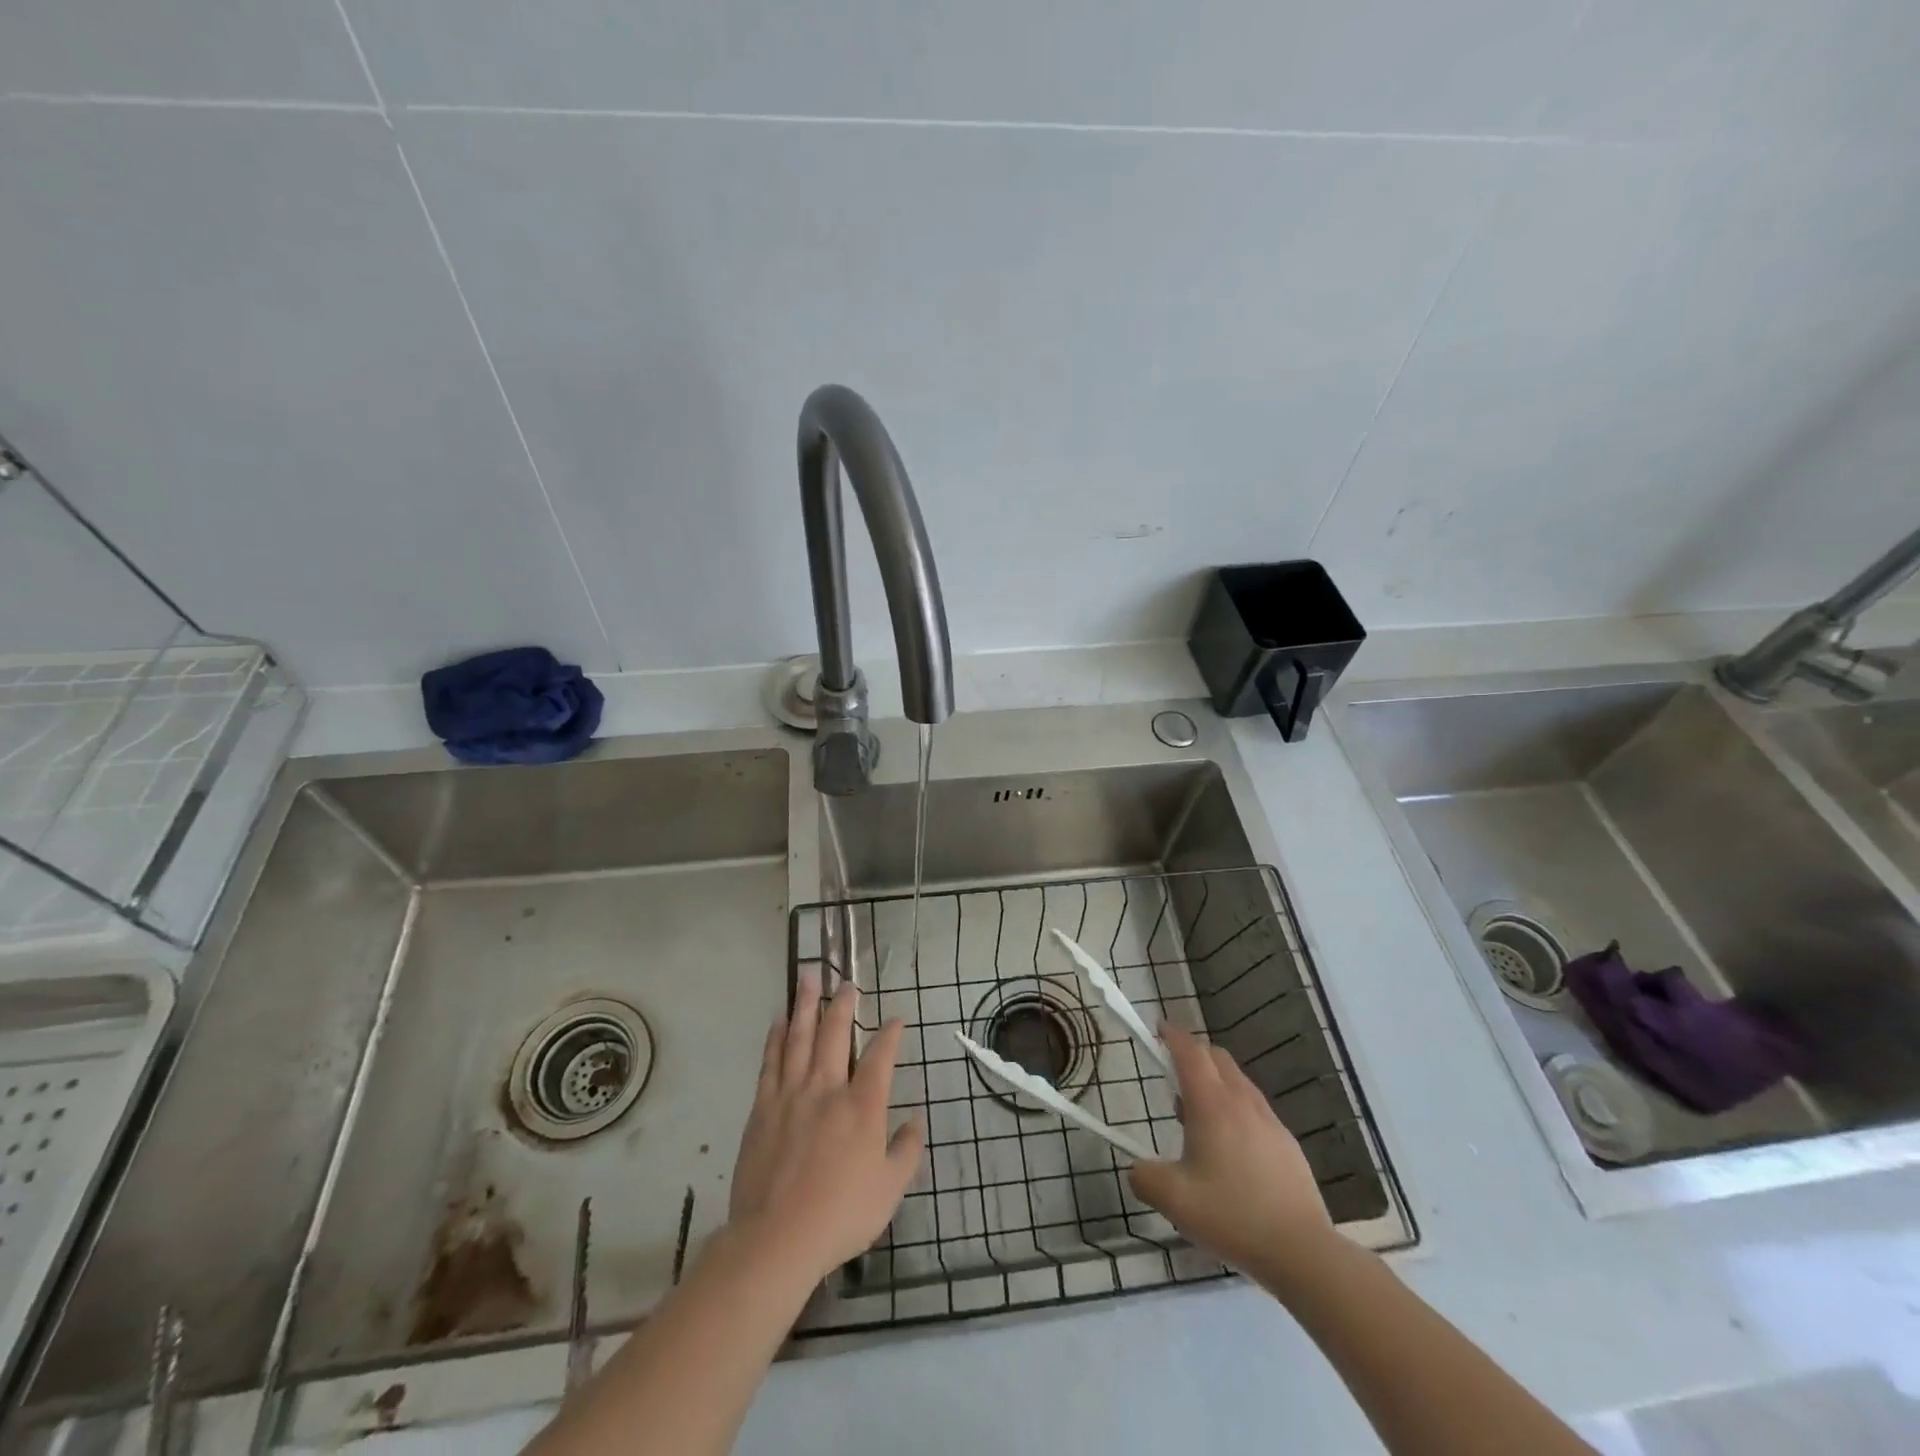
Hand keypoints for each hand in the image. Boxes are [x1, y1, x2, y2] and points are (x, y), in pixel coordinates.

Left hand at [727, 971, 924, 1281]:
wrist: (776, 1239)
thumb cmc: (840, 1215)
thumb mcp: (890, 1189)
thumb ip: (907, 1150)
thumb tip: (916, 1119)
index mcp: (862, 1106)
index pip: (880, 1056)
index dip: (890, 1034)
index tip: (896, 1018)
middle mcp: (827, 1089)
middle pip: (835, 1033)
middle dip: (843, 1004)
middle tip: (847, 982)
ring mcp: (791, 1095)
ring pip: (800, 1038)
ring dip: (805, 1005)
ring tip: (808, 978)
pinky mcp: (763, 1108)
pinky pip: (771, 1062)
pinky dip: (776, 1038)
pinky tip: (779, 1021)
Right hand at [1129, 1023, 1333, 1284]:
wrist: (1302, 1250)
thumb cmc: (1232, 1216)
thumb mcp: (1174, 1201)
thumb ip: (1145, 1177)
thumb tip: (1137, 1168)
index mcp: (1211, 1104)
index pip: (1190, 1052)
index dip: (1172, 1035)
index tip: (1158, 1027)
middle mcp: (1241, 1101)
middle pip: (1216, 1057)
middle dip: (1193, 1053)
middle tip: (1172, 1072)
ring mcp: (1269, 1120)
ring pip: (1237, 1080)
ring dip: (1214, 1080)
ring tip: (1196, 1114)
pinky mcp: (1286, 1142)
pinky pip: (1253, 1106)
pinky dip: (1234, 1105)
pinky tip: (1229, 1145)